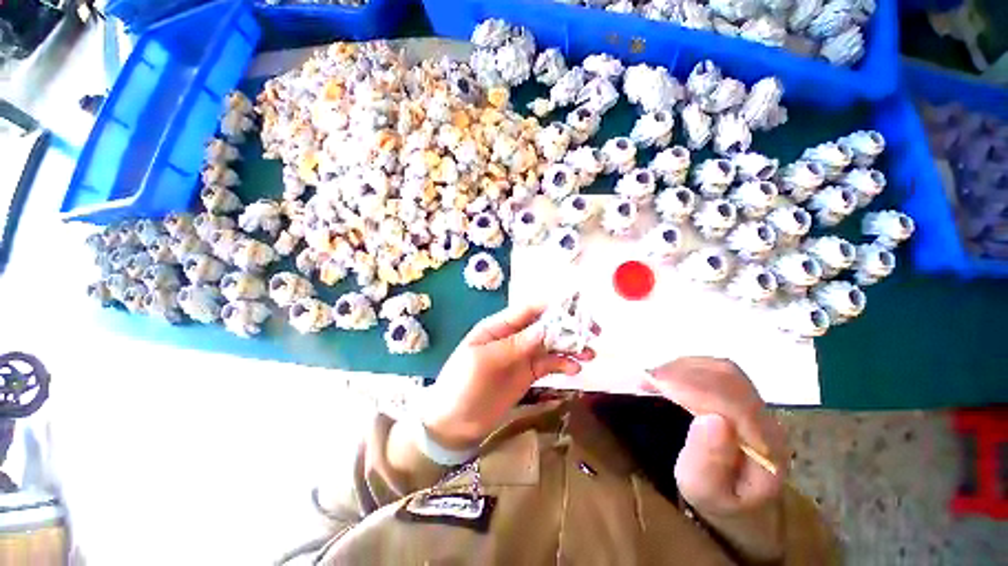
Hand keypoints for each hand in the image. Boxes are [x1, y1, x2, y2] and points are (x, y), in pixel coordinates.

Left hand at [418, 303, 595, 449]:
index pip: (529, 310)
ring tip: (590, 353)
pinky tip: (575, 369)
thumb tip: (546, 329)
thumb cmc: (462, 384)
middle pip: (545, 325)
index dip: (552, 306)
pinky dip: (564, 364)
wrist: (454, 423)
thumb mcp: (484, 360)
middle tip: (592, 331)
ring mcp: (523, 356)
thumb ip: (515, 344)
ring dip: (571, 346)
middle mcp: (514, 337)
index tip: (577, 306)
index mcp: (499, 326)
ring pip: (551, 344)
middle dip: (568, 326)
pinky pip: (550, 364)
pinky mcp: (529, 374)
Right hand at [643, 358, 787, 559]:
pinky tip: (668, 375)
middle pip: (729, 377)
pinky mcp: (740, 392)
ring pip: (721, 368)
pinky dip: (686, 366)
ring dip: (683, 367)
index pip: (735, 402)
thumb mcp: (706, 492)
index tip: (654, 382)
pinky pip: (714, 367)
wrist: (736, 496)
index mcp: (766, 446)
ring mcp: (755, 401)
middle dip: (683, 372)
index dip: (694, 387)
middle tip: (647, 378)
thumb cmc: (716, 496)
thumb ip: (709, 463)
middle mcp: (767, 417)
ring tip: (654, 376)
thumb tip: (711, 418)